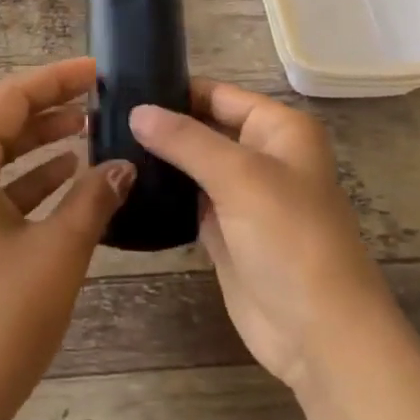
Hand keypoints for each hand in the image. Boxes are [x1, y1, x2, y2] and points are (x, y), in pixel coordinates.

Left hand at [0, 58, 135, 419]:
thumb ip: (93, 200)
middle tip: (99, 101)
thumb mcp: (56, 253)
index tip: (98, 72)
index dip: (54, 80)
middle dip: (47, 110)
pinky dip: (27, 184)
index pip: (6, 99)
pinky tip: (66, 183)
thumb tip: (124, 166)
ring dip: (39, 147)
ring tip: (90, 136)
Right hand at [130, 81, 393, 391]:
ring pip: (191, 164)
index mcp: (279, 129)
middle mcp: (261, 155)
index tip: (121, 87)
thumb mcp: (240, 177)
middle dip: (160, 123)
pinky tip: (123, 182)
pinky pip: (186, 199)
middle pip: (202, 127)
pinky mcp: (223, 230)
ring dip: (157, 158)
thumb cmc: (290, 239)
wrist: (318, 331)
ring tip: (103, 144)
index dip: (175, 89)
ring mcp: (241, 195)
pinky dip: (161, 192)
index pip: (218, 94)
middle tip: (101, 118)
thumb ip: (186, 140)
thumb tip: (137, 111)